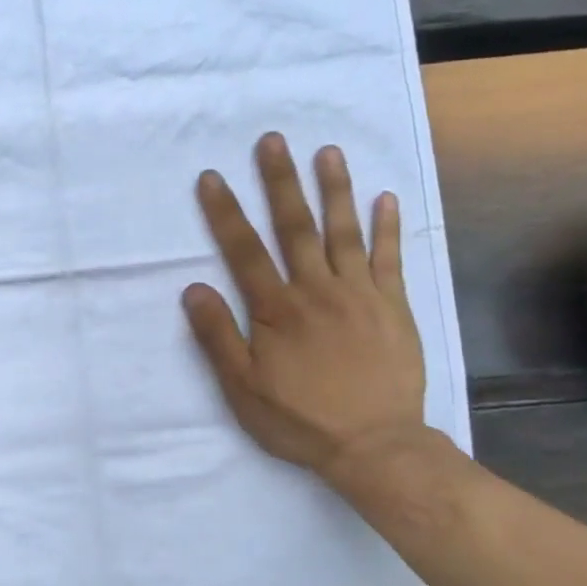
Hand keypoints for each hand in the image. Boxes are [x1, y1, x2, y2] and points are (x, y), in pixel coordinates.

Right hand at [183, 133, 429, 485]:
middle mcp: (317, 290)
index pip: (244, 251)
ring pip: (344, 232)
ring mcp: (360, 294)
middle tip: (272, 141)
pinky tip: (384, 198)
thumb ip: (218, 336)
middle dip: (280, 182)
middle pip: (295, 227)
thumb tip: (193, 289)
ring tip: (326, 152)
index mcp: (277, 309)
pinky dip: (387, 227)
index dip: (225, 212)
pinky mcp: (393, 306)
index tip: (212, 178)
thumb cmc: (300, 420)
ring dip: (334, 189)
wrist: (375, 445)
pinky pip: (390, 258)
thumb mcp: (243, 388)